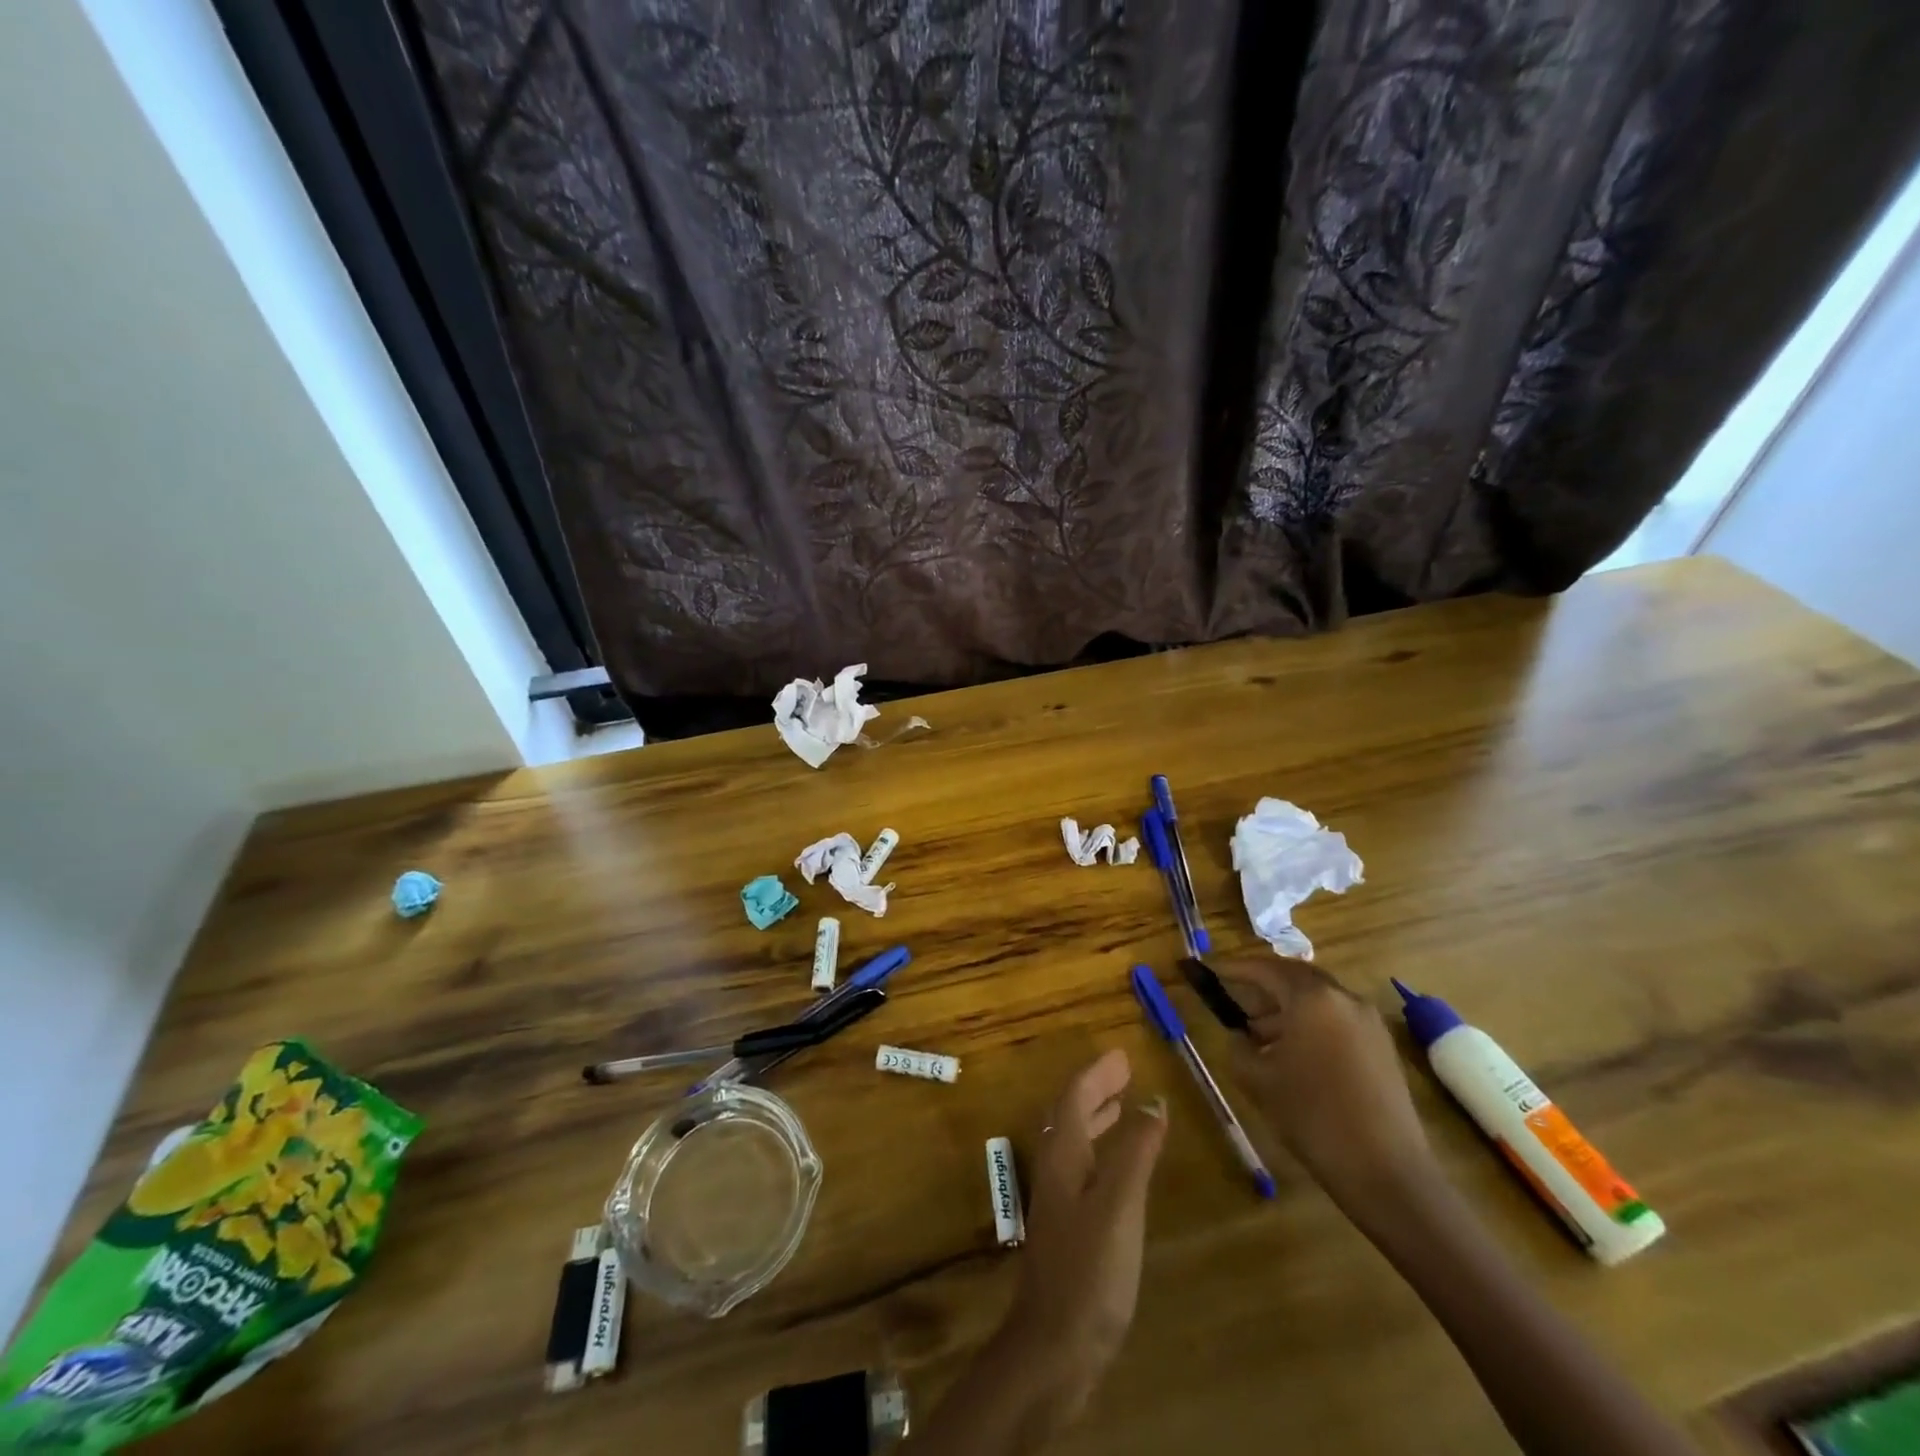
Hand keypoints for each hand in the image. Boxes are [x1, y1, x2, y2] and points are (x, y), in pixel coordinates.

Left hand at [1002, 1048, 1167, 1413]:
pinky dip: (1102, 1150)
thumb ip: (1135, 1151)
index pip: (1075, 1097)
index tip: (1122, 1054)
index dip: (1098, 1074)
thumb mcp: (1119, 1204)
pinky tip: (1120, 1168)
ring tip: (1123, 1105)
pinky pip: (1084, 1167)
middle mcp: (1055, 1169)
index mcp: (1062, 1155)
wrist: (1054, 1347)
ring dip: (1098, 1117)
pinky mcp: (1068, 1228)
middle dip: (1097, 1089)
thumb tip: (1153, 1101)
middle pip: (1071, 1114)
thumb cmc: (1089, 1269)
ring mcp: (1059, 1200)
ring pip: (1076, 1141)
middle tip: (1125, 1072)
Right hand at [1215, 957, 1440, 1222]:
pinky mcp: (1382, 1046)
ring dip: (1286, 1007)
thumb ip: (1238, 1046)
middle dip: (1262, 984)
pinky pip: (1336, 1018)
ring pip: (1317, 998)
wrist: (1386, 1172)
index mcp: (1312, 998)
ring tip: (1259, 1035)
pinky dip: (1310, 1023)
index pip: (1264, 968)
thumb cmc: (1313, 1117)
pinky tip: (1293, 1054)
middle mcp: (1344, 998)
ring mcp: (1368, 1021)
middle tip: (1234, 996)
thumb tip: (1239, 1035)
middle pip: (1295, 976)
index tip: (1209, 970)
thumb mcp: (1258, 1079)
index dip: (1233, 968)